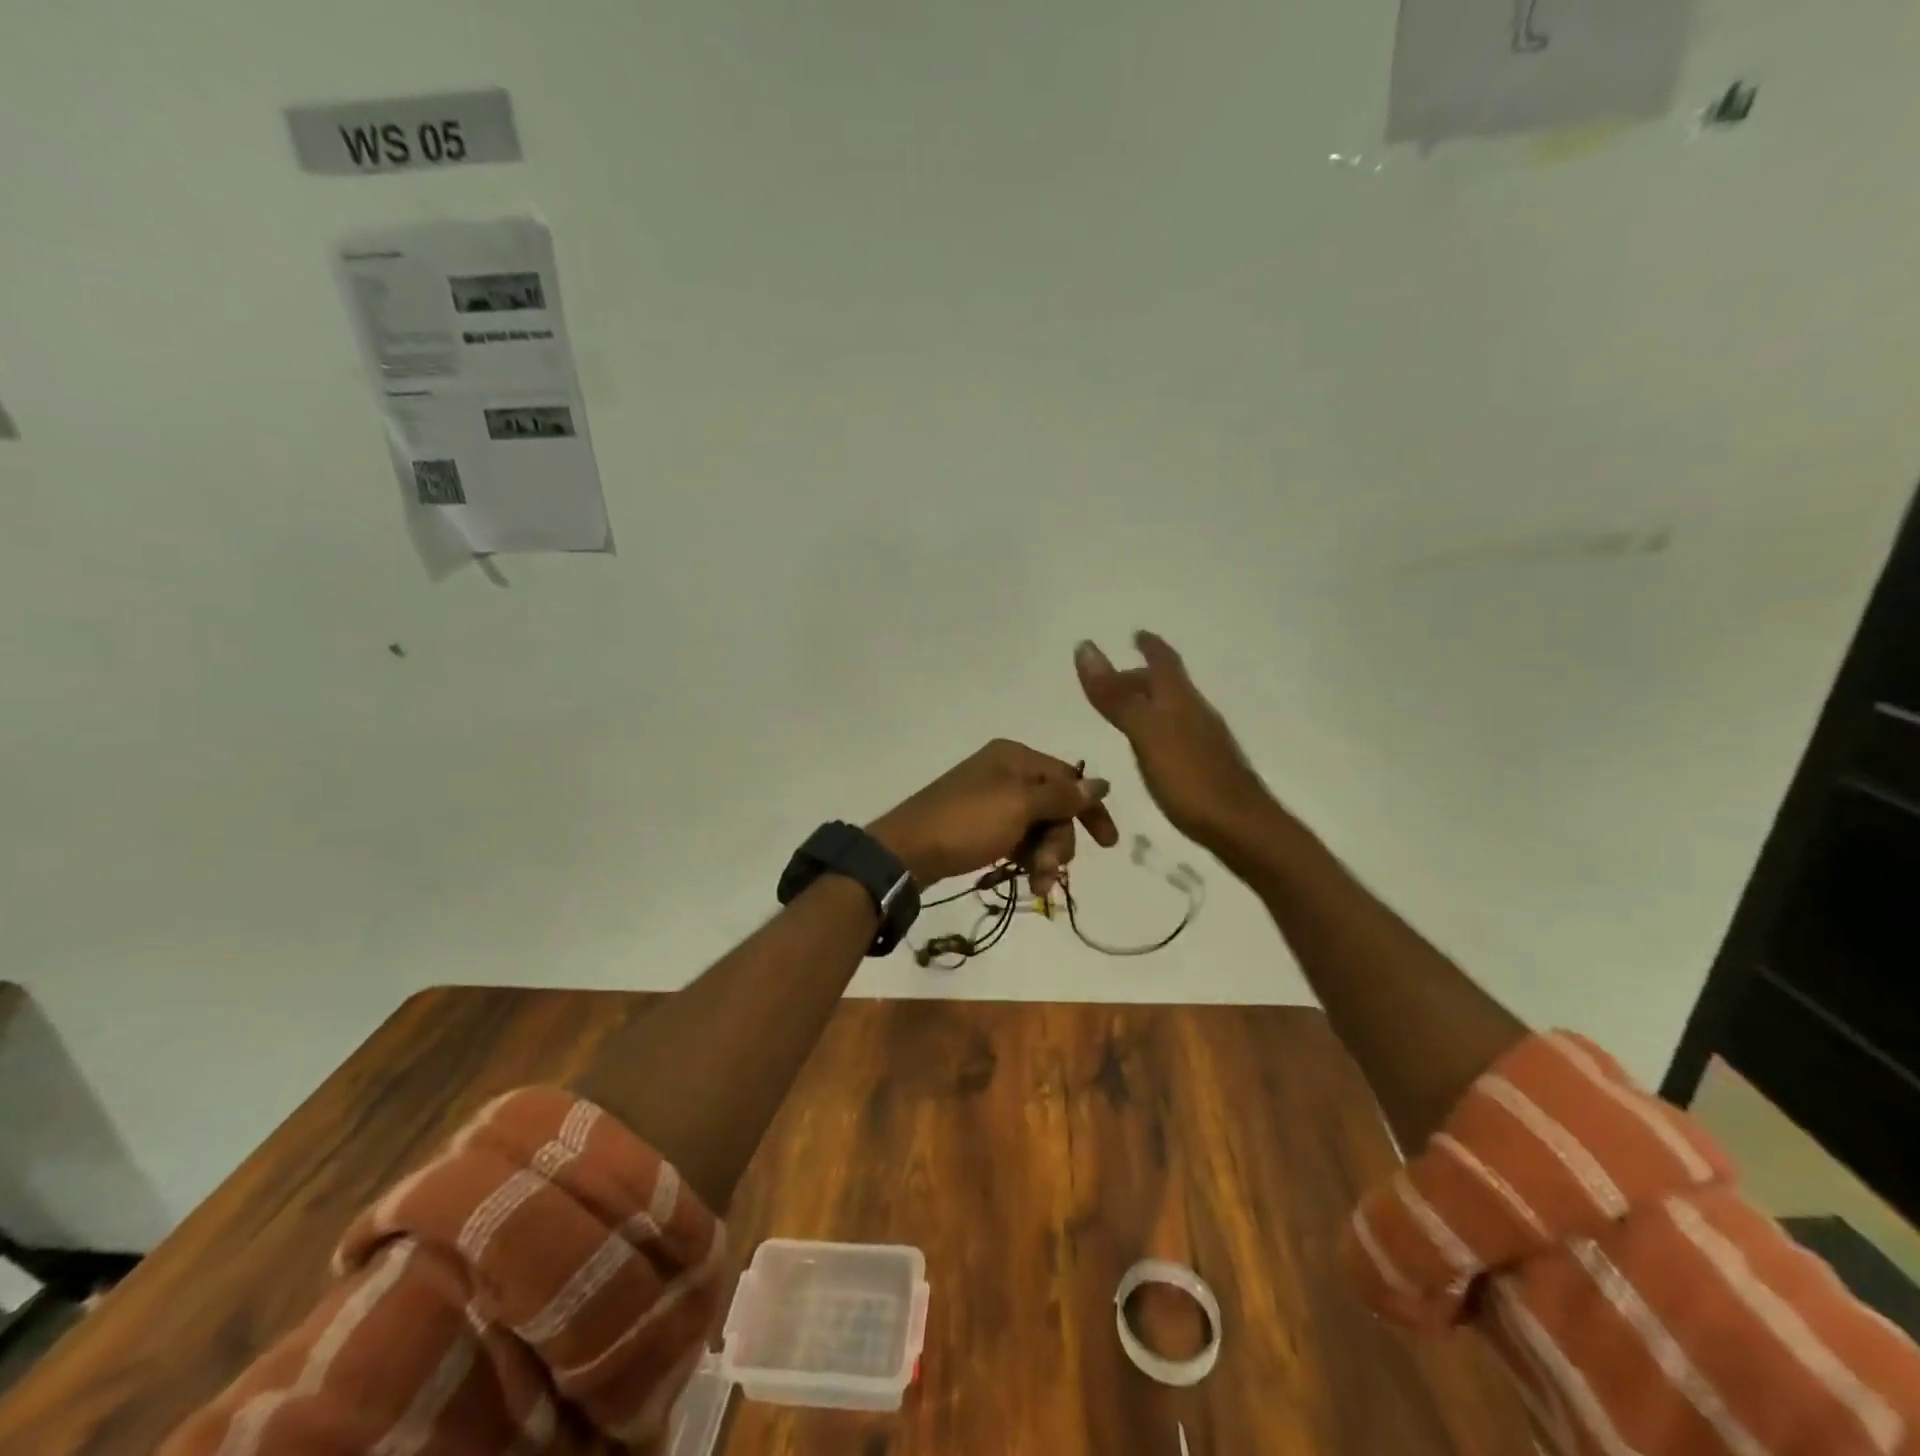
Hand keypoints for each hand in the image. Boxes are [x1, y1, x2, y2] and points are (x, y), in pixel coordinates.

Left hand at [868, 740, 1118, 895]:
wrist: (907, 850)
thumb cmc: (967, 822)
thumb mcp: (1019, 806)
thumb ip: (1062, 796)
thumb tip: (1102, 783)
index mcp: (1015, 757)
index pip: (1068, 777)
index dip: (1091, 809)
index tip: (1108, 844)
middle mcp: (1004, 772)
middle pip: (1054, 806)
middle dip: (1059, 841)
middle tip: (1050, 870)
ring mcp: (989, 799)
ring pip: (1036, 826)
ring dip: (1043, 856)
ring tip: (1036, 884)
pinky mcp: (978, 825)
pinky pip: (1015, 838)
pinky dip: (1024, 858)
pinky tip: (1024, 879)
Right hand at [1075, 632, 1274, 850]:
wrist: (1243, 830)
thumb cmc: (1191, 779)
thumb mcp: (1146, 734)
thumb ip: (1116, 697)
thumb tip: (1085, 647)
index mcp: (1180, 701)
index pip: (1164, 663)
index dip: (1150, 646)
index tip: (1137, 633)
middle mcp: (1196, 715)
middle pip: (1168, 686)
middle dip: (1142, 677)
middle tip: (1112, 682)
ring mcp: (1206, 743)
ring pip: (1174, 711)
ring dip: (1149, 703)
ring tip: (1126, 711)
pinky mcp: (1207, 769)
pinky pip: (1177, 735)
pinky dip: (1157, 729)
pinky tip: (1151, 750)